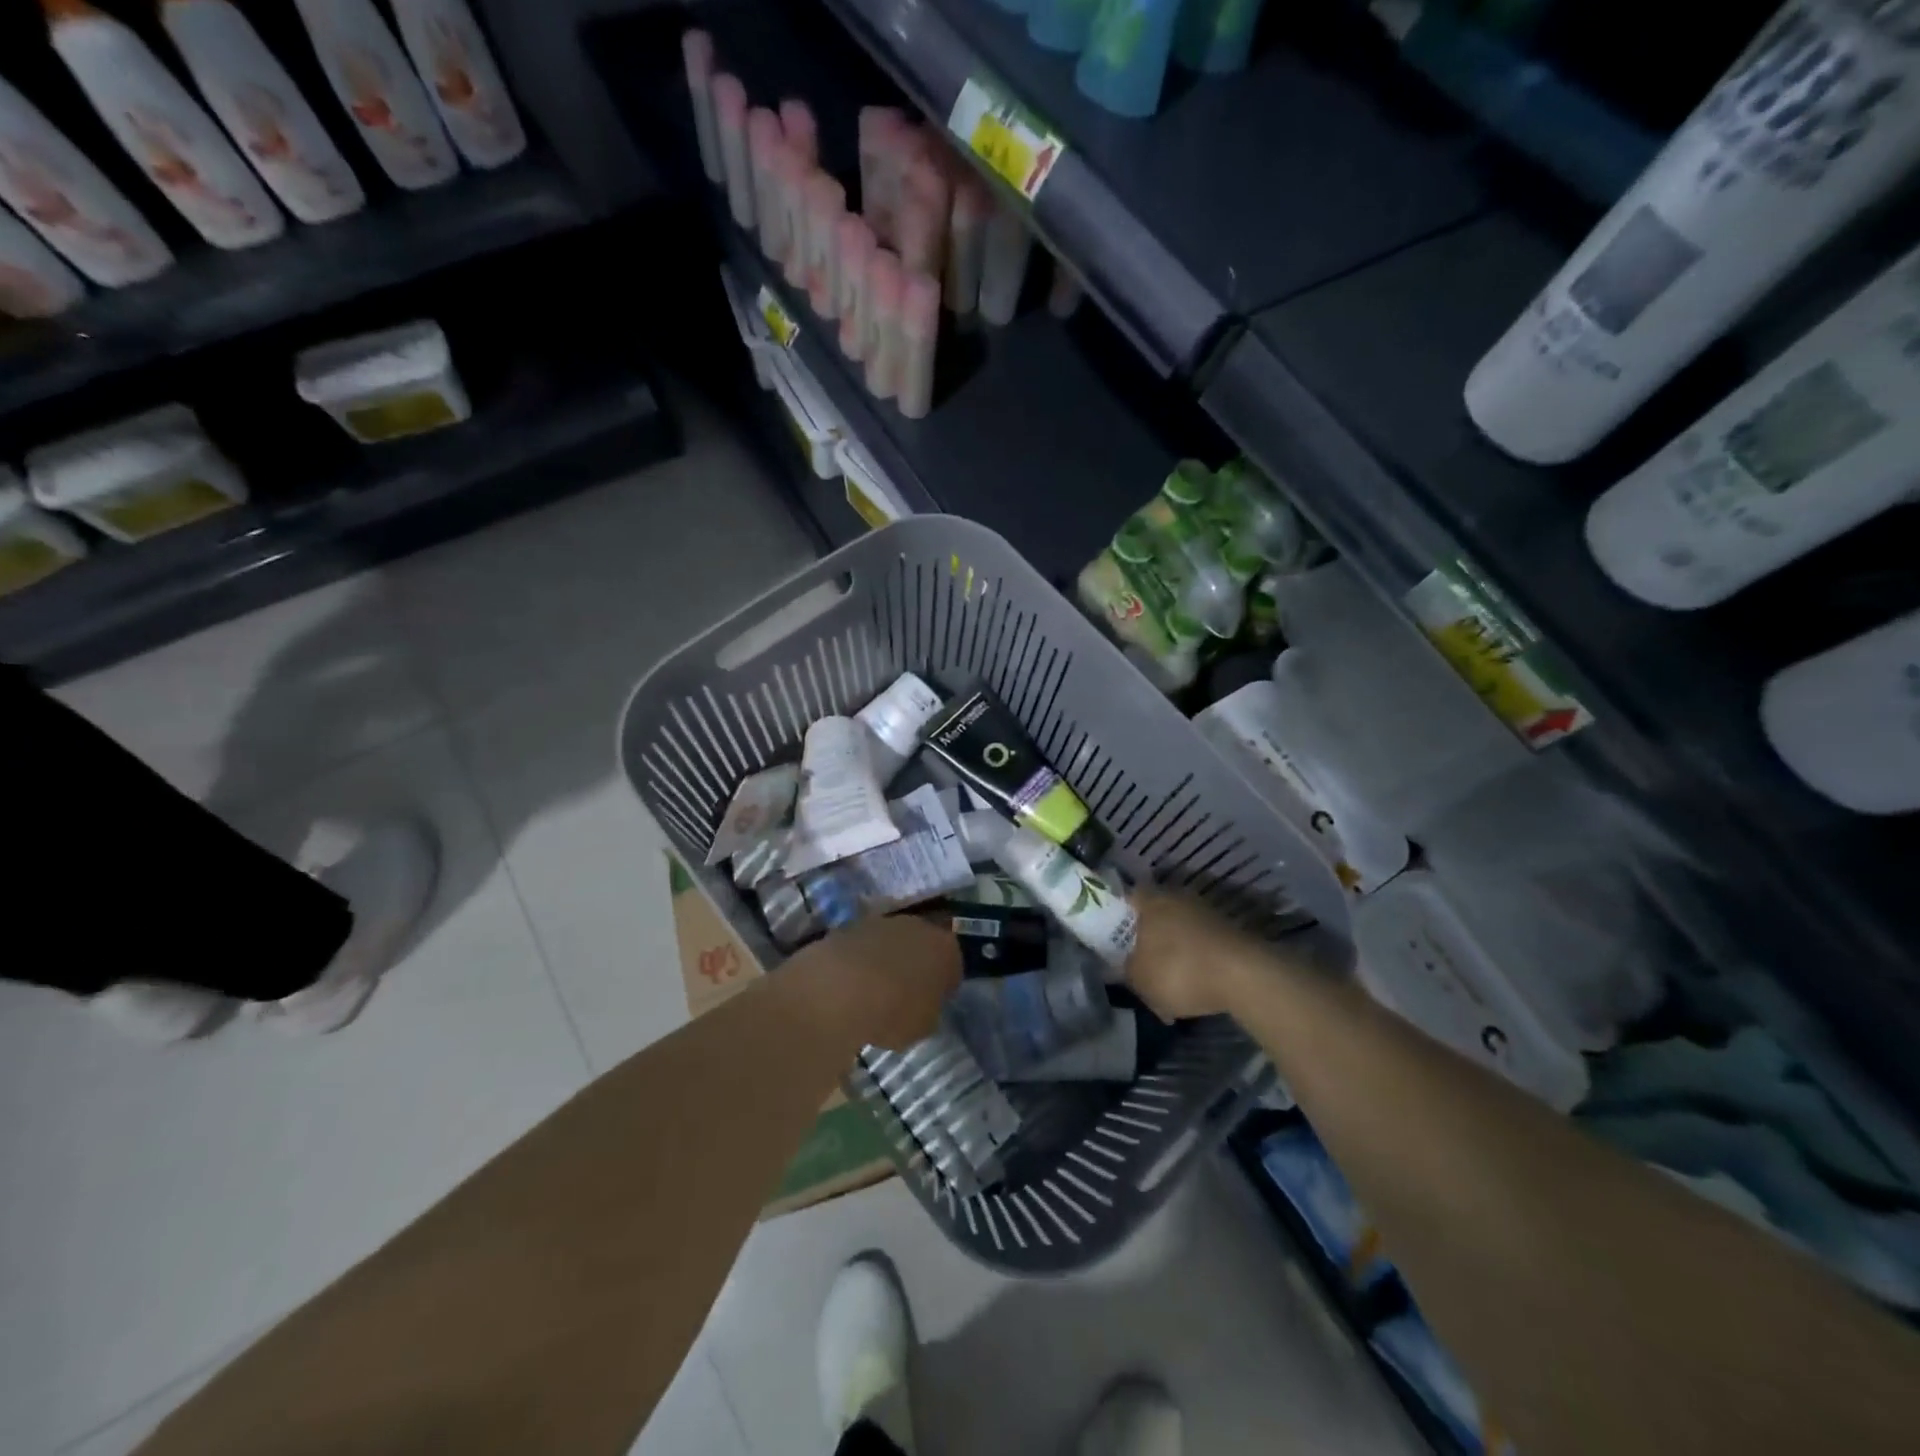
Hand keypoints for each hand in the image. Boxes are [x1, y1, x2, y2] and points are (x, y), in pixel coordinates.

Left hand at [792, 915, 962, 1049]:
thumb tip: (923, 1004)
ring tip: (873, 991)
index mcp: (946, 948)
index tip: (934, 1002)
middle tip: (905, 994)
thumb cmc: (894, 1011)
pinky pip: (863, 947)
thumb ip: (930, 1009)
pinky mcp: (850, 926)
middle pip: (922, 945)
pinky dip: (860, 961)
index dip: (944, 985)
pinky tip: (850, 985)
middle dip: (916, 965)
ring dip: (886, 960)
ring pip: (891, 942)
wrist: (839, 990)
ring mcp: (882, 922)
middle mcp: (918, 926)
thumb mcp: (924, 1025)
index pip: (953, 965)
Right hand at [1125, 889, 1261, 1020]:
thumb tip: (1121, 965)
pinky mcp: (1230, 931)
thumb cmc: (1179, 970)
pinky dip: (1196, 961)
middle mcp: (1178, 897)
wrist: (1244, 977)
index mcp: (1151, 899)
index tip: (1111, 935)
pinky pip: (1202, 944)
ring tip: (1167, 982)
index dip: (1116, 914)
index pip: (1127, 896)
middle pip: (1155, 913)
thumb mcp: (1139, 979)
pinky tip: (1194, 987)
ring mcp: (1207, 912)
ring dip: (1173, 951)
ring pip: (1180, 930)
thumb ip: (1125, 970)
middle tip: (1138, 960)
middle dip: (1147, 935)